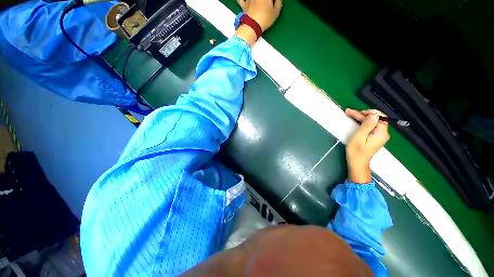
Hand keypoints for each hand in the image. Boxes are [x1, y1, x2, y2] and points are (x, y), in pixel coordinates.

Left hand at [236, 0, 282, 30]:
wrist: (252, 25)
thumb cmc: (265, 18)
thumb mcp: (275, 12)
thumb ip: (278, 3)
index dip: (273, 1)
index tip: (274, 3)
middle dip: (266, 2)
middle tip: (267, 4)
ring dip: (255, 1)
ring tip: (257, 3)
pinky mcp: (243, 4)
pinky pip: (240, 0)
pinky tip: (245, 0)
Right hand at [345, 108, 389, 183]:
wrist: (357, 163)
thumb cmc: (356, 151)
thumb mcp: (359, 138)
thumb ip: (367, 126)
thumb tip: (373, 115)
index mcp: (381, 133)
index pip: (377, 117)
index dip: (367, 113)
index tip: (354, 112)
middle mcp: (383, 133)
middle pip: (375, 119)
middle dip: (362, 114)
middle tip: (349, 112)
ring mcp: (380, 135)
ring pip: (373, 121)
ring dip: (362, 117)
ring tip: (350, 114)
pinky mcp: (375, 137)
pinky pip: (371, 126)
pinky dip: (363, 122)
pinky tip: (356, 120)